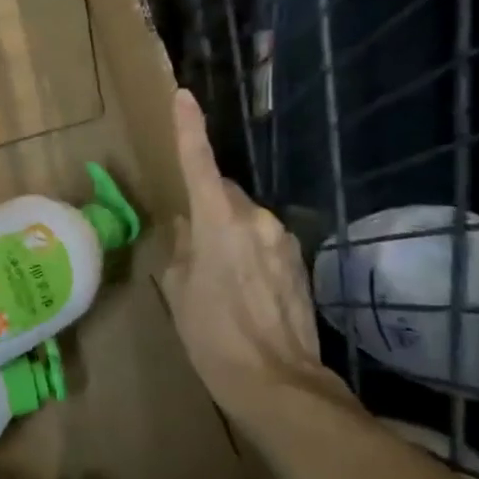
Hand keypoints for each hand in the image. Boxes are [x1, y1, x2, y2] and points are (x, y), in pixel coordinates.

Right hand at [160, 90, 350, 421]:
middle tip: (191, 241)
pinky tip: (242, 288)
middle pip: (225, 193)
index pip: (199, 163)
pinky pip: (264, 241)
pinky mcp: (299, 263)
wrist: (278, 383)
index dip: (189, 127)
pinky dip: (249, 250)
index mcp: (219, 222)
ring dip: (229, 231)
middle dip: (208, 204)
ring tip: (219, 275)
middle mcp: (257, 220)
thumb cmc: (212, 335)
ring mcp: (283, 240)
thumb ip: (183, 247)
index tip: (184, 95)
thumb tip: (189, 227)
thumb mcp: (179, 289)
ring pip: (246, 218)